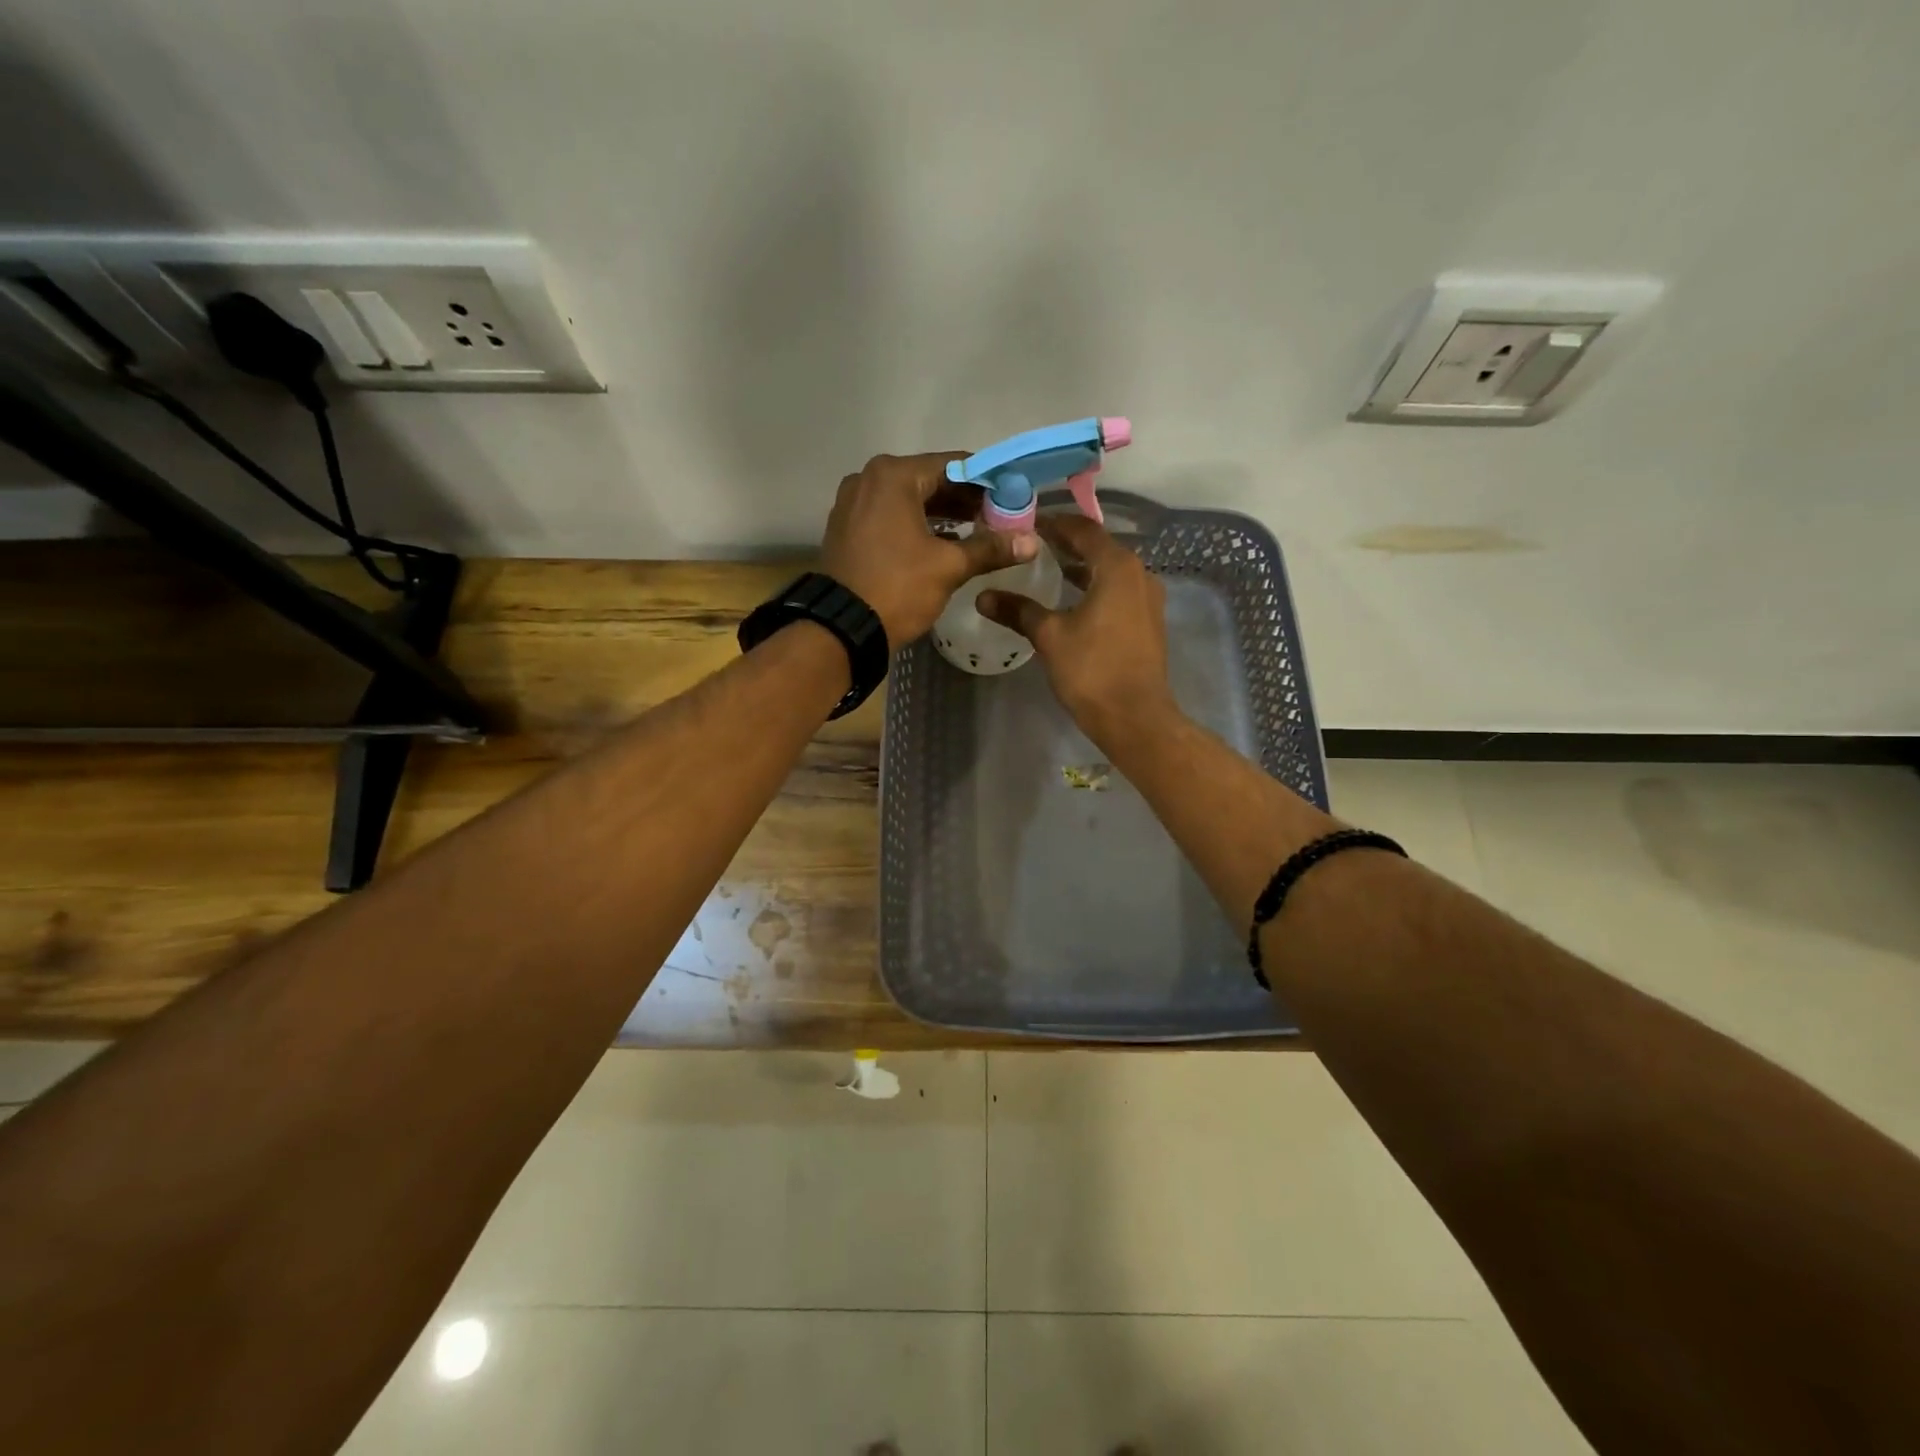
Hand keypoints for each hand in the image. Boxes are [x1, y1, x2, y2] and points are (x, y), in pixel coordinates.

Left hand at [820, 453, 1036, 646]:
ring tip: (979, 531)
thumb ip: (990, 548)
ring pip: (909, 499)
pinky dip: (917, 525)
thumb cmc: (897, 588)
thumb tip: (1031, 542)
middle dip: (965, 499)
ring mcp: (853, 503)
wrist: (842, 628)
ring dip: (943, 513)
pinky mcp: (848, 528)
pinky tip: (944, 543)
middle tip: (1000, 517)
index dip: (988, 481)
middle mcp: (868, 479)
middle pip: (930, 480)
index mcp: (893, 475)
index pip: (954, 465)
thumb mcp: (948, 567)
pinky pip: (891, 516)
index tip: (1013, 497)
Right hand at [978, 514, 1179, 749]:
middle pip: (1099, 547)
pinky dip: (1095, 587)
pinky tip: (1071, 601)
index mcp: (1117, 567)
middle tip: (1032, 545)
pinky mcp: (1148, 621)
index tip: (1026, 525)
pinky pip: (1119, 591)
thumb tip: (983, 596)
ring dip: (1081, 567)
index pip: (1083, 530)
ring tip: (1048, 569)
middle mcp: (1139, 574)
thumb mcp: (1049, 637)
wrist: (1135, 717)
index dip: (1053, 524)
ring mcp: (1148, 599)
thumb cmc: (1092, 670)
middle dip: (1066, 544)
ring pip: (1110, 571)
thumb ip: (1018, 610)